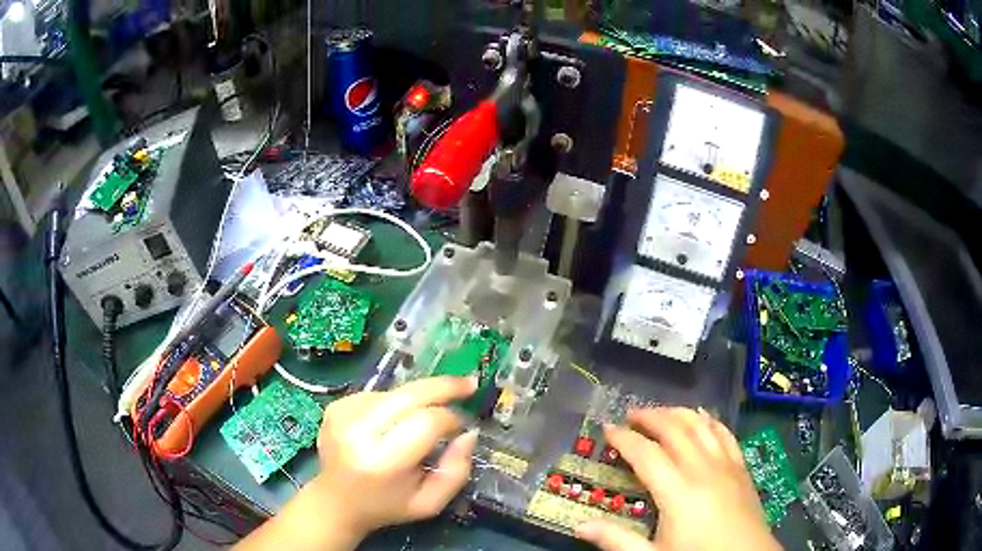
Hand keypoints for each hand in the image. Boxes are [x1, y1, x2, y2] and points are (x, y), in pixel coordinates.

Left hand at [314, 376, 477, 539]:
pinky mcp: (335, 407)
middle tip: (467, 383)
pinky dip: (394, 402)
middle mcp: (357, 432)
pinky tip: (393, 421)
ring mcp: (342, 415)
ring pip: (395, 392)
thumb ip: (456, 471)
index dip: (451, 418)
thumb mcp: (429, 503)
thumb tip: (468, 433)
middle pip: (409, 395)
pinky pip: (378, 394)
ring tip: (423, 419)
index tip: (463, 424)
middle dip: (443, 386)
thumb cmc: (387, 506)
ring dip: (417, 399)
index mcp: (382, 461)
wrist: (336, 502)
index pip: (426, 422)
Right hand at [576, 407, 781, 550]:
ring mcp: (726, 464)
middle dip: (650, 417)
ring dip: (678, 413)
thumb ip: (617, 540)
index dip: (624, 439)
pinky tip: (701, 418)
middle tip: (630, 415)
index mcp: (678, 492)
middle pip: (675, 430)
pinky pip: (725, 433)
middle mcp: (703, 469)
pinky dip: (709, 421)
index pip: (646, 454)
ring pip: (700, 425)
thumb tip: (579, 525)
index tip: (607, 429)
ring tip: (660, 413)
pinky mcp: (741, 467)